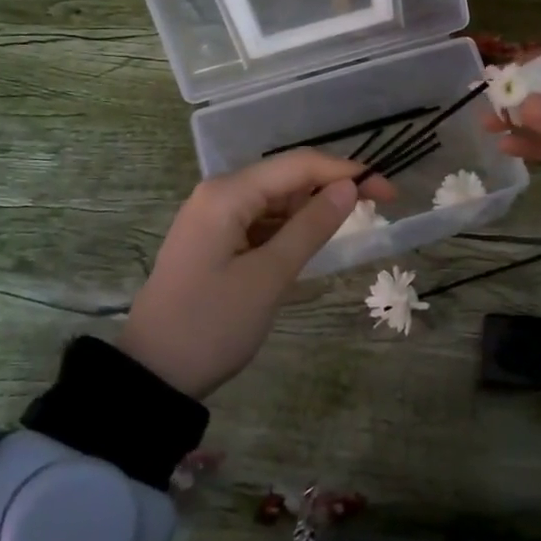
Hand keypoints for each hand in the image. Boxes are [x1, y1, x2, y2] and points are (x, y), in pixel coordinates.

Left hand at [116, 151, 389, 398]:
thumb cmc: (212, 324)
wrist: (152, 375)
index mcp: (227, 193)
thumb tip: (348, 188)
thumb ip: (311, 227)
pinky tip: (309, 244)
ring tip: (349, 228)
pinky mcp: (212, 239)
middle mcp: (218, 193)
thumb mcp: (269, 277)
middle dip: (330, 189)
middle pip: (286, 177)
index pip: (298, 165)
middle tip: (376, 212)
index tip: (389, 193)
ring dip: (310, 209)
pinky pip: (260, 221)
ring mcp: (212, 216)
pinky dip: (288, 228)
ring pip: (274, 200)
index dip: (347, 172)